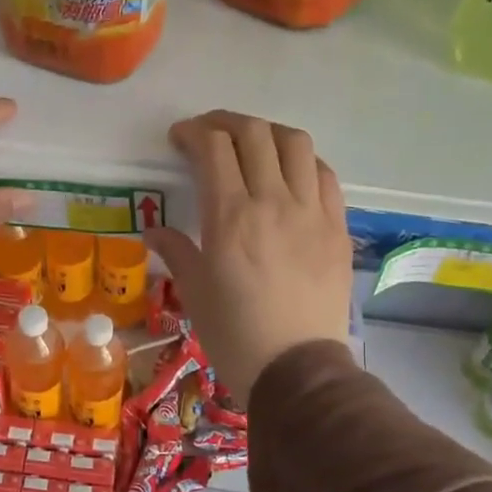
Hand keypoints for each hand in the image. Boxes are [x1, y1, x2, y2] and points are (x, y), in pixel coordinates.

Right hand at [145, 111, 352, 400]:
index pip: (214, 148)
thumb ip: (176, 252)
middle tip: (209, 134)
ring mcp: (311, 212)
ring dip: (268, 133)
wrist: (296, 369)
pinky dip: (303, 162)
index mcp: (230, 217)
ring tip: (253, 144)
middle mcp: (273, 201)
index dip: (193, 133)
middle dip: (226, 123)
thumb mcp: (195, 294)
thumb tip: (155, 231)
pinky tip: (291, 174)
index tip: (180, 140)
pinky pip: (324, 175)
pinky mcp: (337, 227)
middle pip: (254, 134)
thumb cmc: (235, 335)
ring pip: (295, 143)